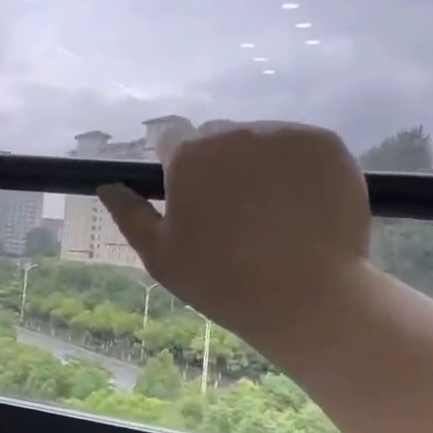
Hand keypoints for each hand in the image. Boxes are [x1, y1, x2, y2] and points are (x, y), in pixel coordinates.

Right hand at [97, 119, 370, 347]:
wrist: (308, 298)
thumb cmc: (222, 282)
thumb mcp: (161, 257)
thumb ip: (130, 215)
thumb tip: (107, 186)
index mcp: (188, 156)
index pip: (171, 140)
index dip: (178, 168)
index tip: (193, 199)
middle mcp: (233, 134)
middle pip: (217, 137)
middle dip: (219, 163)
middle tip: (234, 211)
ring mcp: (283, 135)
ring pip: (260, 139)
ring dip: (259, 163)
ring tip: (273, 211)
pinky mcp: (324, 143)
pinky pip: (300, 145)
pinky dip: (298, 166)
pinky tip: (302, 204)